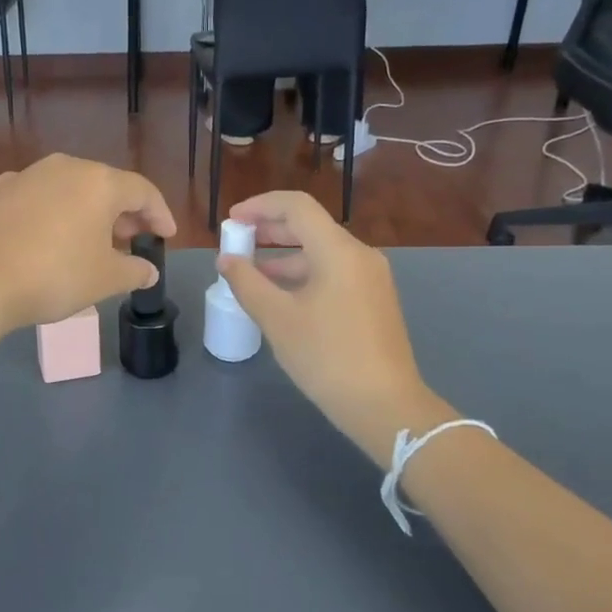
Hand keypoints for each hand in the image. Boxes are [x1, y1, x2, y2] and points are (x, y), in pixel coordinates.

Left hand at [0, 154, 175, 335]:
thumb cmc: (54, 276)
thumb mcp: (104, 279)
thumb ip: (134, 271)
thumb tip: (147, 270)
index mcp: (99, 182)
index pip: (142, 191)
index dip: (159, 215)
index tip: (165, 237)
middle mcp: (64, 168)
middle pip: (105, 185)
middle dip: (123, 214)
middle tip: (132, 240)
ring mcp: (25, 176)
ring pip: (68, 189)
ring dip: (86, 212)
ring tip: (91, 241)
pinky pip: (36, 198)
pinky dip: (51, 214)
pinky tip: (47, 238)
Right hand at [217, 191, 441, 465]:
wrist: (384, 405)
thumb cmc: (326, 357)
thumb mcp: (277, 318)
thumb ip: (247, 282)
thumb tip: (226, 260)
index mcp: (338, 251)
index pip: (296, 206)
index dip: (259, 206)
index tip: (230, 221)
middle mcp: (359, 255)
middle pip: (309, 226)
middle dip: (269, 229)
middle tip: (235, 242)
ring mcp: (370, 278)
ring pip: (320, 252)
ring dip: (283, 255)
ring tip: (249, 273)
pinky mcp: (373, 300)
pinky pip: (332, 272)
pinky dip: (302, 274)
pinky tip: (279, 296)